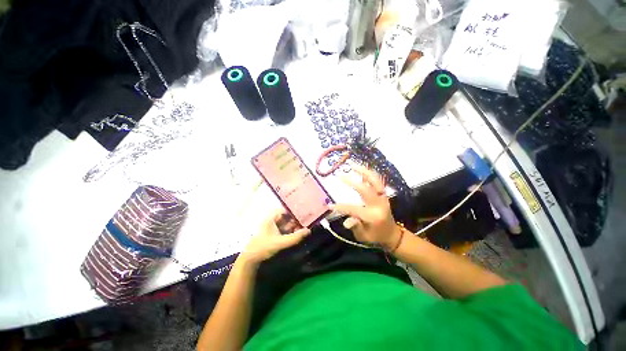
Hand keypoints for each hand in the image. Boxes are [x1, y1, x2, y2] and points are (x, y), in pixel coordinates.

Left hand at [240, 210, 309, 265]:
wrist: (250, 259)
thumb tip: (308, 230)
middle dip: (295, 220)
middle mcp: (271, 219)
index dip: (295, 211)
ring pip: (284, 223)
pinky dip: (288, 231)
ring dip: (292, 226)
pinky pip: (282, 229)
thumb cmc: (264, 247)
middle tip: (305, 223)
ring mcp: (270, 226)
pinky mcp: (271, 233)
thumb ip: (295, 237)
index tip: (304, 214)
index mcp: (271, 217)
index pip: (285, 209)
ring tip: (302, 229)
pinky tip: (294, 235)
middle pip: (286, 216)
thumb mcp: (281, 242)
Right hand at [331, 164, 401, 248]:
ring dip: (364, 171)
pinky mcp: (383, 194)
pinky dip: (369, 174)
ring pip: (375, 181)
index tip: (330, 206)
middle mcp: (378, 205)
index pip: (354, 209)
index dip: (341, 207)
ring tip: (352, 165)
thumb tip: (346, 222)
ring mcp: (382, 198)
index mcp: (372, 216)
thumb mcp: (363, 236)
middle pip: (366, 190)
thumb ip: (355, 227)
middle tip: (341, 176)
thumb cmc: (375, 236)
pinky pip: (377, 181)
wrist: (392, 234)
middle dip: (352, 182)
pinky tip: (361, 169)